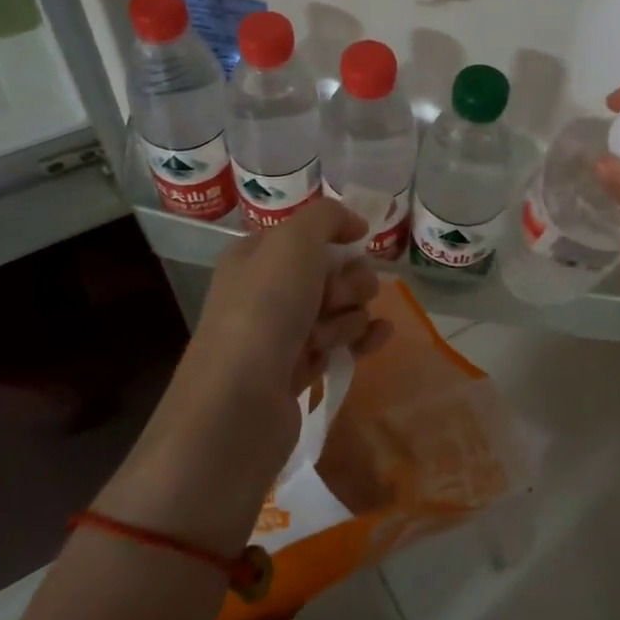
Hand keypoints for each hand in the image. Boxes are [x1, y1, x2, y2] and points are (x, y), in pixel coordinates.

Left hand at [97, 199, 391, 553]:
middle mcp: (265, 292)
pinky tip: (381, 336)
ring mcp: (280, 334)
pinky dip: (362, 339)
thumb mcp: (294, 241)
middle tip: (336, 299)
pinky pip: (340, 344)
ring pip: (339, 309)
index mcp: (255, 256)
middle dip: (348, 282)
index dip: (337, 240)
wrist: (239, 402)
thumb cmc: (264, 309)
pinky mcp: (296, 371)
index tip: (356, 246)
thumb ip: (327, 217)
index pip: (308, 235)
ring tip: (328, 337)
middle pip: (330, 272)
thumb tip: (355, 224)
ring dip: (348, 316)